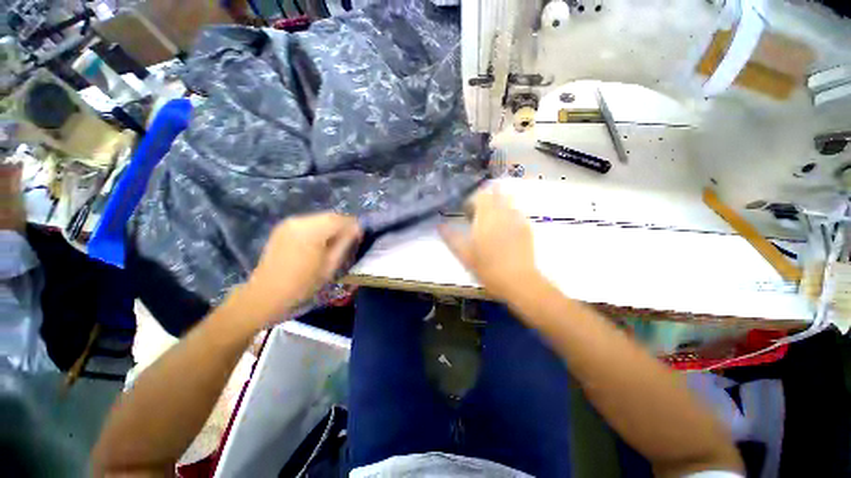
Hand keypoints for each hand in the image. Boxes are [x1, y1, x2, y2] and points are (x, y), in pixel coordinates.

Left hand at [239, 213, 361, 323]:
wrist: (266, 294)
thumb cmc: (303, 284)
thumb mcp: (330, 265)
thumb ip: (345, 243)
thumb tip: (357, 229)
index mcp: (312, 231)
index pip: (340, 219)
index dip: (353, 225)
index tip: (360, 235)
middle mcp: (299, 220)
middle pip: (329, 216)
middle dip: (342, 225)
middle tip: (350, 239)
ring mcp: (289, 223)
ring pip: (319, 218)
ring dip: (331, 227)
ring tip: (336, 242)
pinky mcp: (283, 228)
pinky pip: (308, 223)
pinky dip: (318, 229)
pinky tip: (319, 242)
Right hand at [439, 188, 540, 300]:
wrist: (518, 281)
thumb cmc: (487, 268)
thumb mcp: (465, 254)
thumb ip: (451, 237)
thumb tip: (439, 225)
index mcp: (486, 217)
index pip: (480, 196)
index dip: (472, 200)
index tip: (466, 211)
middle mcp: (502, 213)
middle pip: (496, 194)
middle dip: (486, 198)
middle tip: (479, 211)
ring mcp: (517, 219)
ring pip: (508, 201)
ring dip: (499, 202)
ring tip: (492, 216)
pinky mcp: (527, 228)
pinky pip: (517, 212)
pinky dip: (509, 213)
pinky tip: (506, 226)